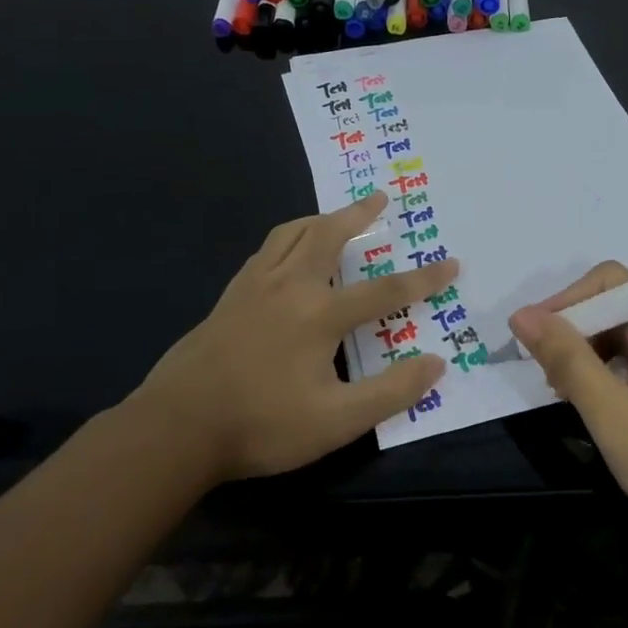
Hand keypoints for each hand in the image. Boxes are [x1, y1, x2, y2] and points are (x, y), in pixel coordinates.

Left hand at [132, 192, 456, 481]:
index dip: (422, 279)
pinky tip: (287, 254)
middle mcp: (288, 287)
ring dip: (319, 220)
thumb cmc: (262, 425)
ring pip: (290, 235)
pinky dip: (287, 239)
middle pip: (328, 236)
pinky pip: (265, 252)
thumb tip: (435, 364)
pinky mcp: (229, 298)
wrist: (176, 429)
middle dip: (358, 215)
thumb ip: (390, 392)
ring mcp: (253, 288)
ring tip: (335, 216)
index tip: (451, 263)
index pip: (384, 291)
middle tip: (379, 199)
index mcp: (318, 314)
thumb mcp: (336, 421)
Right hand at [509, 262, 627, 565]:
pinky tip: (598, 412)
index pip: (610, 281)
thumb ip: (567, 360)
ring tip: (566, 398)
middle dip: (574, 332)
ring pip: (625, 340)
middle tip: (547, 378)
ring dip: (589, 358)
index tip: (532, 340)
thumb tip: (522, 315)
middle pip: (616, 308)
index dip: (566, 301)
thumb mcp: (613, 415)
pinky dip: (610, 379)